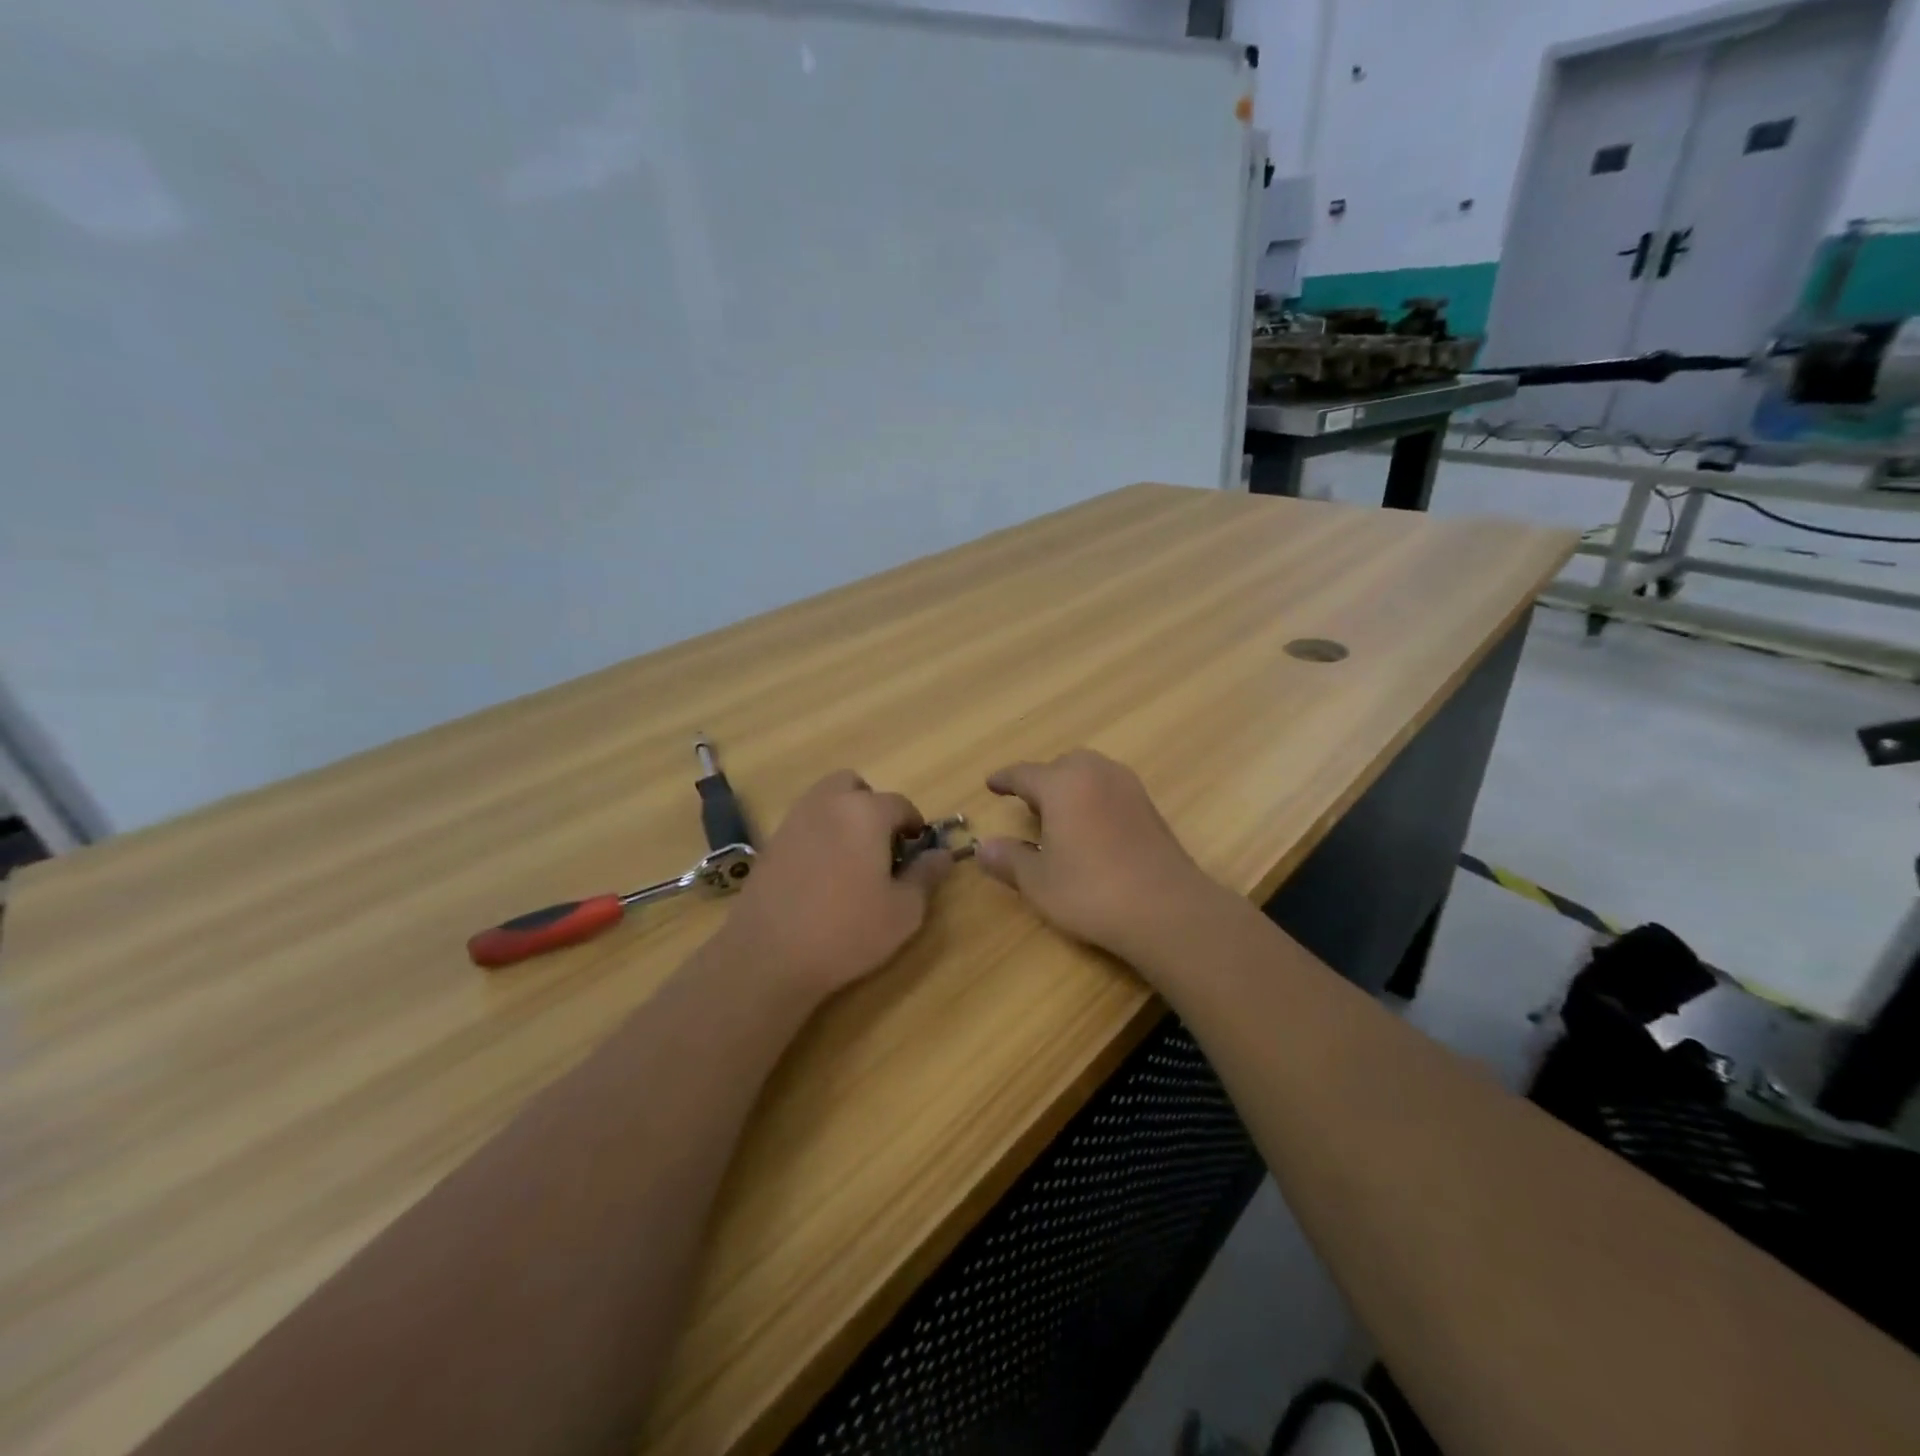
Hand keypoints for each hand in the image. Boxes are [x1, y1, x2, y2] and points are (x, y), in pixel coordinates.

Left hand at [715, 770, 950, 999]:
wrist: (769, 955)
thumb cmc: (847, 931)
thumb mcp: (904, 911)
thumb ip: (926, 876)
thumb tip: (942, 855)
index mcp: (866, 813)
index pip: (900, 804)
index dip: (914, 825)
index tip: (916, 852)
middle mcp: (828, 804)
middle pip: (854, 787)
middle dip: (872, 807)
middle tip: (880, 846)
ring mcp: (794, 820)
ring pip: (825, 800)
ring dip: (843, 817)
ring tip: (851, 859)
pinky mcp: (771, 843)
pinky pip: (804, 823)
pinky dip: (818, 834)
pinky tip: (821, 874)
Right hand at [975, 750, 1229, 966]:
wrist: (1166, 909)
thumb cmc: (1091, 892)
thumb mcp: (1038, 881)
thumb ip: (1008, 860)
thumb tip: (982, 848)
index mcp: (1062, 784)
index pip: (1024, 773)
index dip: (1004, 780)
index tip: (991, 784)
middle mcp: (1095, 774)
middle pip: (1062, 765)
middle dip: (1042, 780)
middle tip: (1027, 804)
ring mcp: (1128, 787)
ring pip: (1090, 773)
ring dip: (1071, 786)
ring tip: (1059, 816)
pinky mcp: (1150, 807)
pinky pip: (1111, 789)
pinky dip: (1094, 798)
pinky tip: (1091, 829)